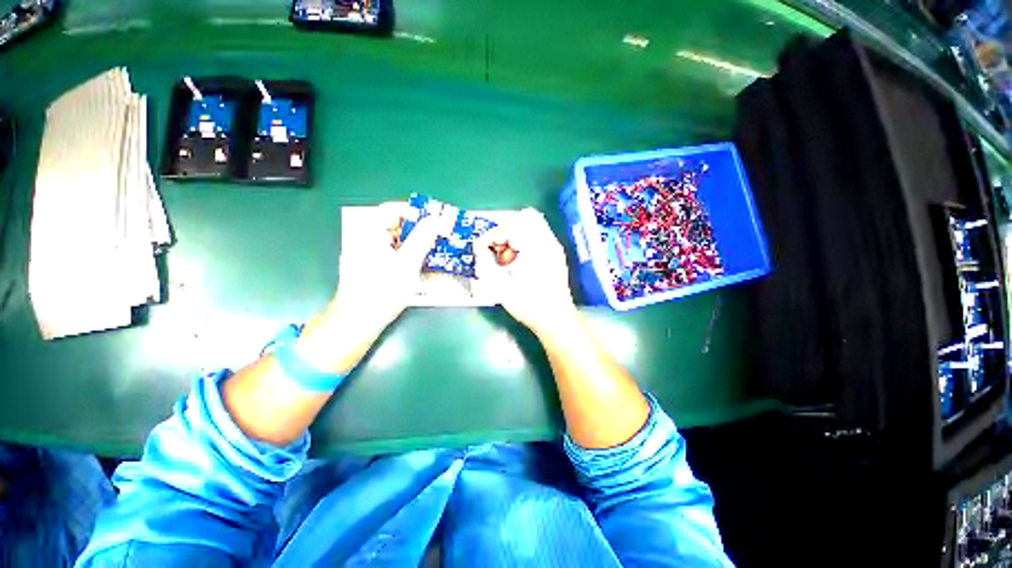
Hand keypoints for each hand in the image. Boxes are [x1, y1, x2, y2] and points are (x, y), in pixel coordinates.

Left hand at [330, 201, 454, 331]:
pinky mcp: (371, 266)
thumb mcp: (408, 261)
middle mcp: (366, 237)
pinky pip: (393, 252)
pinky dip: (407, 253)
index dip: (416, 212)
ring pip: (395, 239)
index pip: (393, 209)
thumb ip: (423, 237)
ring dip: (415, 242)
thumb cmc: (383, 289)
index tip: (436, 220)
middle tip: (439, 236)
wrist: (359, 320)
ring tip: (434, 249)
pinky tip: (420, 262)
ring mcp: (367, 252)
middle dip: (418, 229)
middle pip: (395, 224)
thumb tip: (438, 218)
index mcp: (370, 231)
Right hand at [475, 208, 578, 335]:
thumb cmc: (529, 305)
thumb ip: (485, 264)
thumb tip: (478, 248)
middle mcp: (548, 242)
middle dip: (504, 226)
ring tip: (504, 250)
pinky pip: (539, 235)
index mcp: (536, 247)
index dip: (492, 234)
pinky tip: (517, 257)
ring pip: (534, 224)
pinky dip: (524, 239)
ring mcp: (554, 248)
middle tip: (493, 243)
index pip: (510, 225)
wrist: (556, 320)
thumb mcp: (500, 287)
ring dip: (515, 232)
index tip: (482, 247)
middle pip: (526, 216)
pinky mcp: (555, 255)